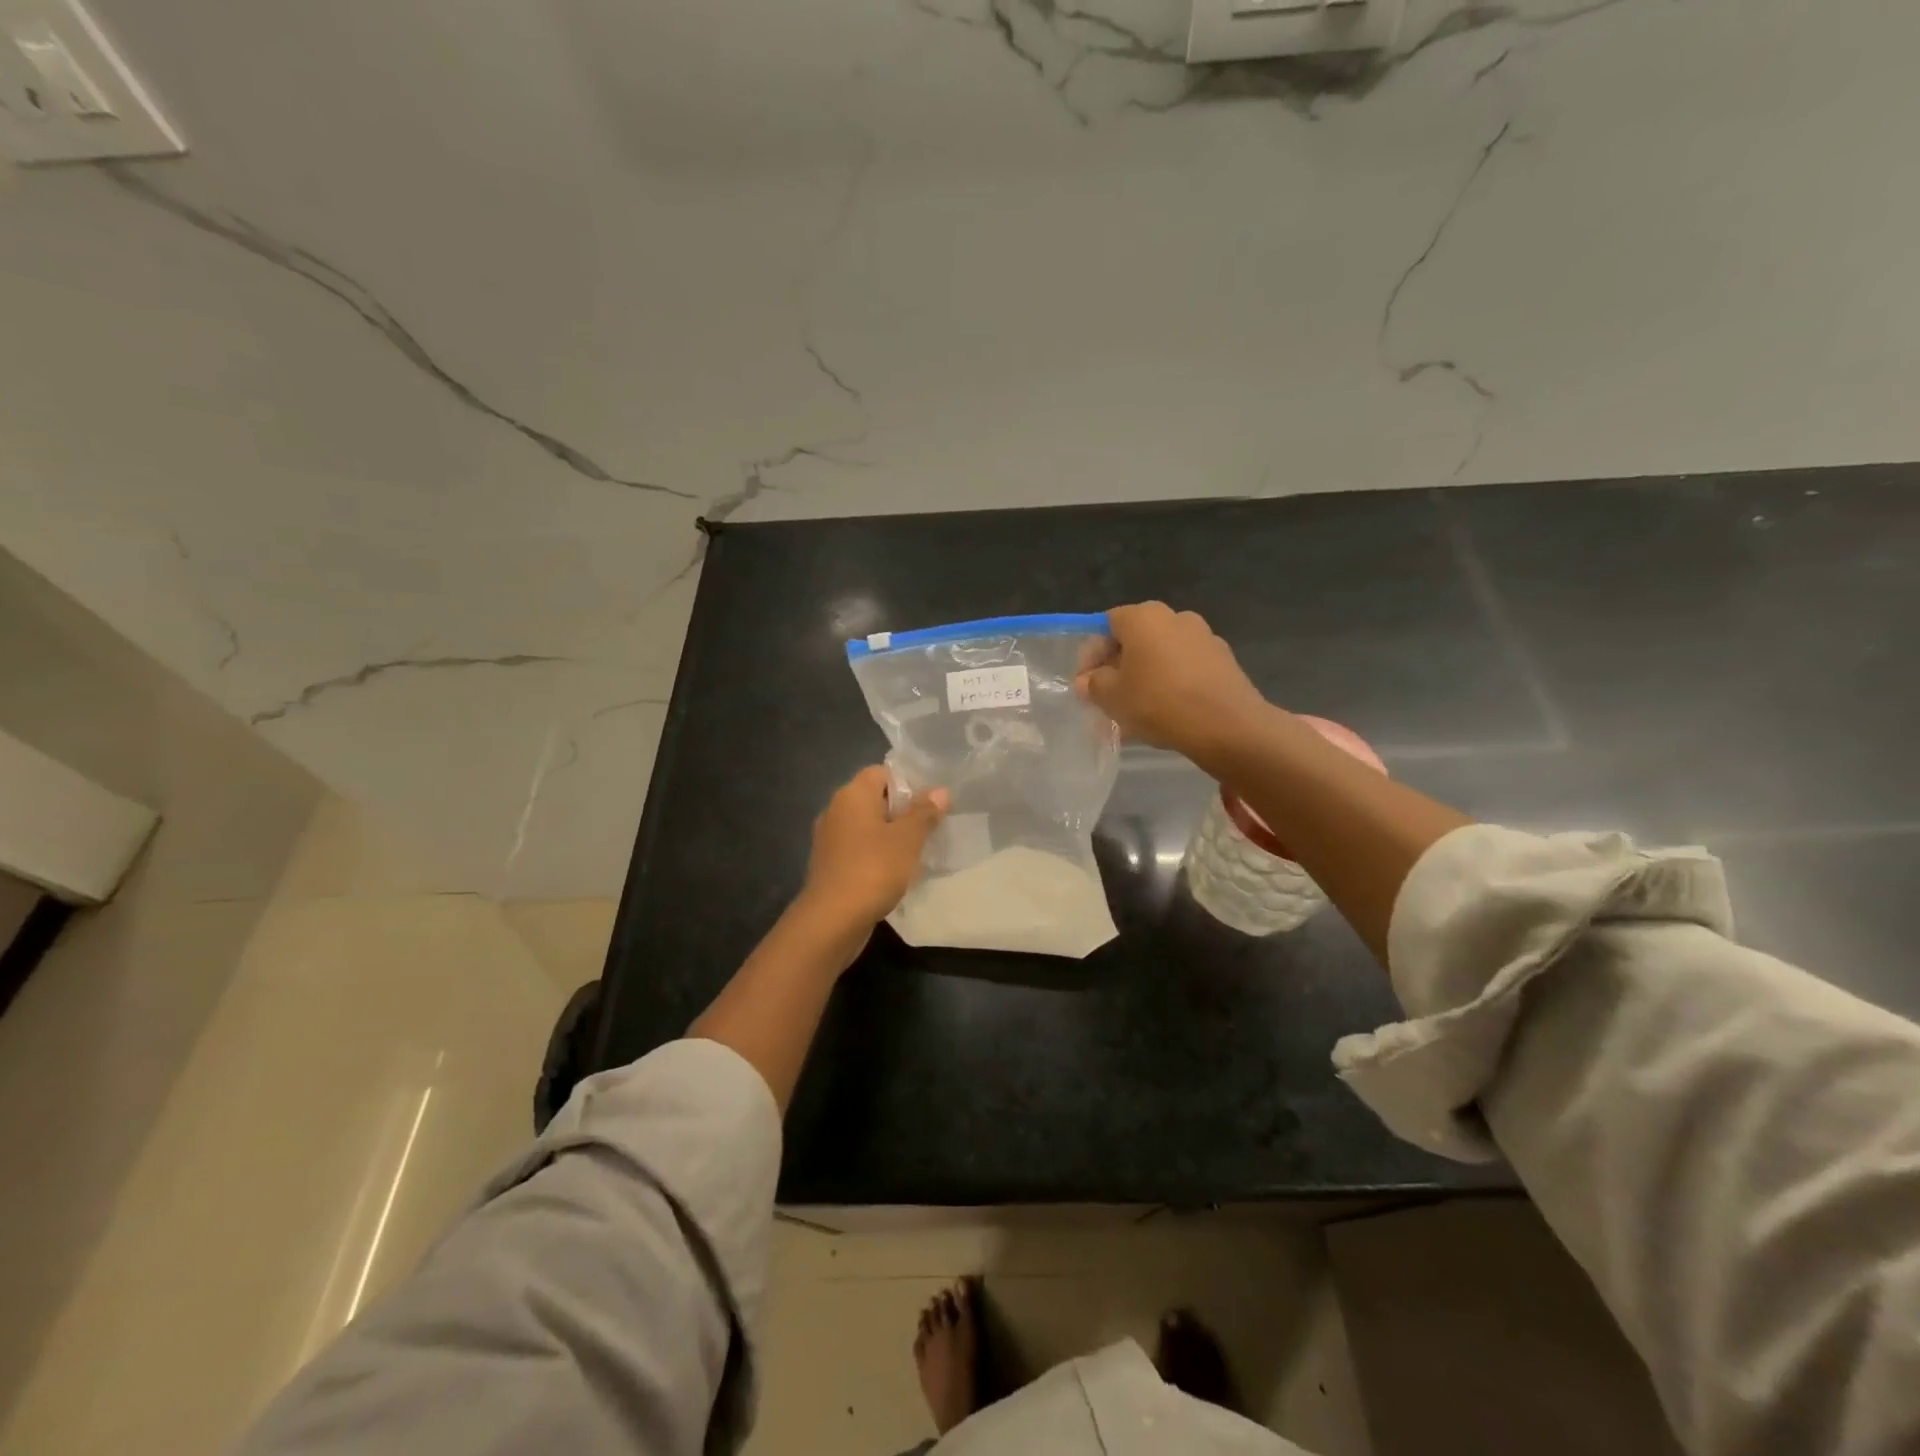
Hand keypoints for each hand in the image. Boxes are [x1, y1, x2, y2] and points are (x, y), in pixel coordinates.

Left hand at [800, 765, 949, 931]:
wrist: (832, 919)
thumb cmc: (873, 869)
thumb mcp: (908, 839)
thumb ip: (924, 812)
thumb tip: (939, 791)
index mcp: (852, 795)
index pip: (881, 772)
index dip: (907, 783)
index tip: (929, 804)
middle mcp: (836, 810)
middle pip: (874, 799)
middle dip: (902, 812)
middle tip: (929, 829)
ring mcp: (829, 839)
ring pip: (867, 826)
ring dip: (890, 836)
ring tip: (916, 853)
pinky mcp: (829, 864)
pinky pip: (858, 849)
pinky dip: (876, 855)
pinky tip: (894, 873)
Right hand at [1075, 602, 1272, 769]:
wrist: (1226, 725)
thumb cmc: (1158, 702)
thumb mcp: (1111, 697)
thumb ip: (1093, 684)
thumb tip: (1086, 680)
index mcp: (1144, 617)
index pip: (1106, 624)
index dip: (1091, 653)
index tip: (1085, 682)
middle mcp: (1175, 617)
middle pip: (1136, 638)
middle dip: (1119, 666)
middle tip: (1108, 696)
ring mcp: (1204, 637)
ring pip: (1161, 655)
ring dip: (1145, 676)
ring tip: (1136, 710)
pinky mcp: (1224, 660)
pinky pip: (1185, 668)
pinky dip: (1171, 683)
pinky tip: (1165, 712)